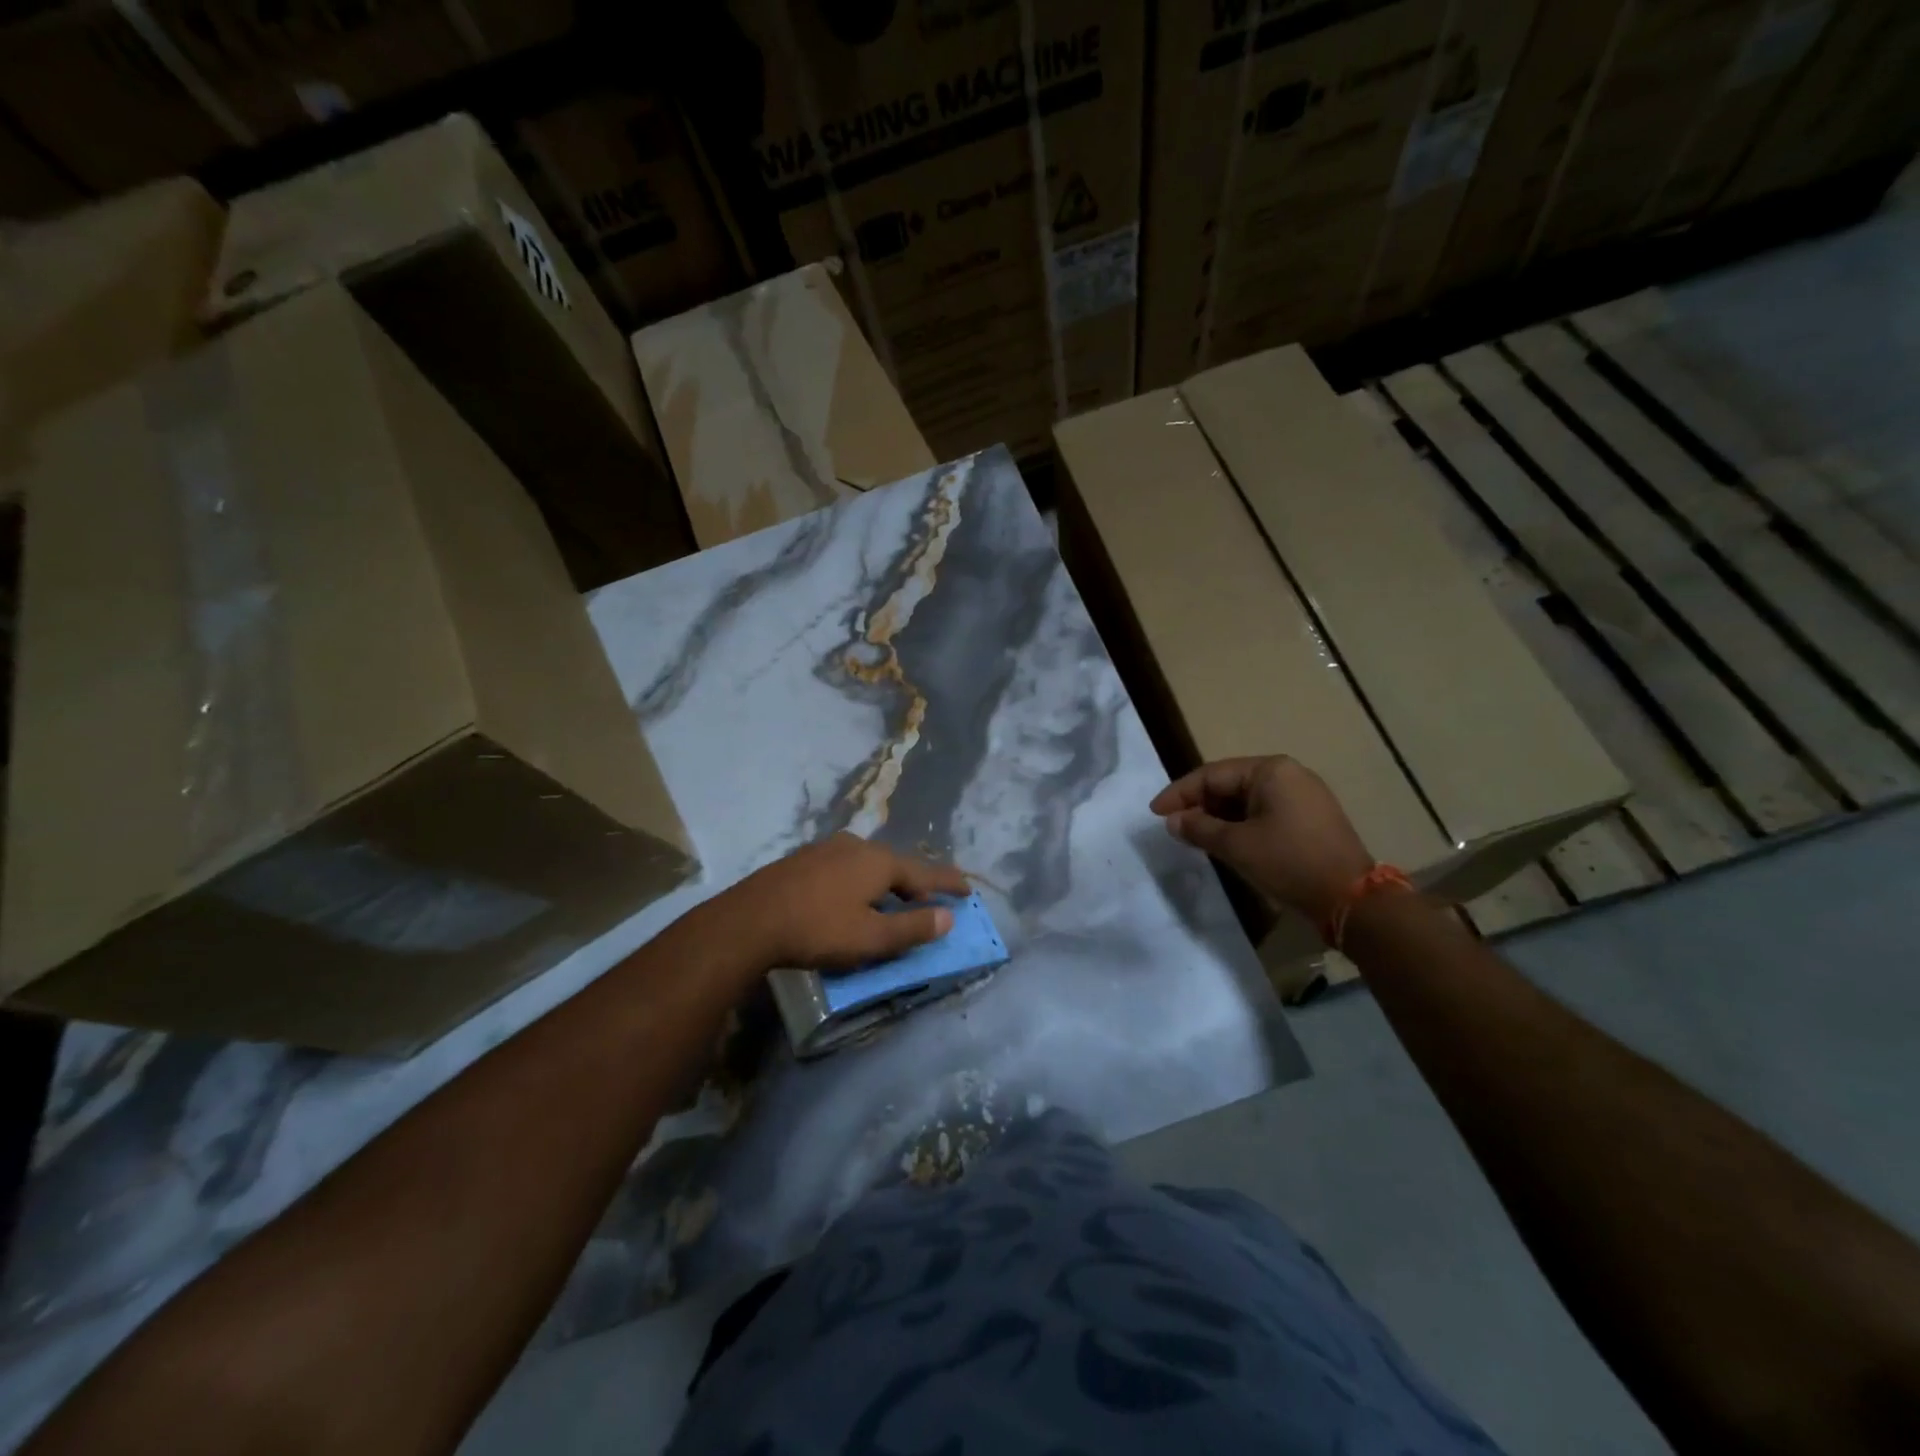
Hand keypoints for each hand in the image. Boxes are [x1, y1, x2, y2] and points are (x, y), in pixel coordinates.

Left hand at [726, 833, 970, 970]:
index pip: (924, 873)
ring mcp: (826, 850)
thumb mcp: (871, 938)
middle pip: (896, 865)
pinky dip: (860, 882)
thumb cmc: (818, 929)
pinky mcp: (803, 861)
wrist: (749, 920)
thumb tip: (947, 917)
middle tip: (932, 896)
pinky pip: (845, 868)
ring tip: (894, 897)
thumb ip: (912, 928)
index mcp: (879, 862)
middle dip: (916, 881)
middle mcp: (856, 847)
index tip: (968, 888)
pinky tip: (852, 896)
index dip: (947, 883)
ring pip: (868, 864)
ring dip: (886, 882)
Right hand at [1150, 756, 1374, 924]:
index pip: (1212, 774)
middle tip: (1173, 826)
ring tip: (1193, 836)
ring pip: (1245, 800)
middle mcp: (1288, 775)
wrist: (1351, 899)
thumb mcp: (1237, 845)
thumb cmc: (1289, 862)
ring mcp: (1302, 796)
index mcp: (1271, 770)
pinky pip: (1263, 812)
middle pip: (1229, 784)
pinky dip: (1239, 825)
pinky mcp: (1309, 819)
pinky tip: (1224, 842)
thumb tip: (1172, 821)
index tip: (1155, 813)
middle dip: (1198, 805)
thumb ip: (1199, 828)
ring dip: (1217, 817)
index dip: (1179, 793)